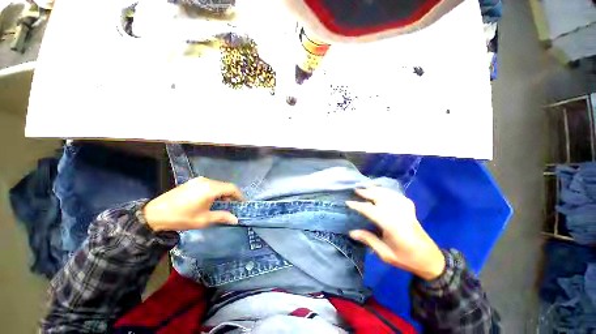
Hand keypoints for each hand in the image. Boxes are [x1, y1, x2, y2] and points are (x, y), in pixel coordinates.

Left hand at [143, 177, 243, 231]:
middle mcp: (206, 181)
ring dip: (223, 193)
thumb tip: (236, 219)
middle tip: (231, 206)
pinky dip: (214, 191)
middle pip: (225, 186)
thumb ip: (222, 217)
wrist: (154, 214)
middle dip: (231, 195)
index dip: (240, 196)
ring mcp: (198, 180)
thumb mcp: (203, 220)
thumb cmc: (181, 217)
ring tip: (221, 204)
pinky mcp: (193, 182)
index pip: (232, 188)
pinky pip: (209, 184)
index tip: (242, 204)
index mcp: (211, 189)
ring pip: (218, 185)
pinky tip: (210, 200)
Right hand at [346, 187, 445, 280]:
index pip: (371, 210)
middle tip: (356, 190)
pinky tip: (384, 192)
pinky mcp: (411, 211)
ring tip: (367, 187)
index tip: (348, 202)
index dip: (358, 205)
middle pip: (381, 198)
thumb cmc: (407, 259)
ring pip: (390, 194)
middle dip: (368, 192)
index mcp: (392, 226)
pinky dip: (390, 192)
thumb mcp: (386, 254)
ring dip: (377, 189)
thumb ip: (369, 240)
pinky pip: (399, 197)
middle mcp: (399, 215)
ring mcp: (406, 211)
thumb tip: (351, 232)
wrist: (431, 260)